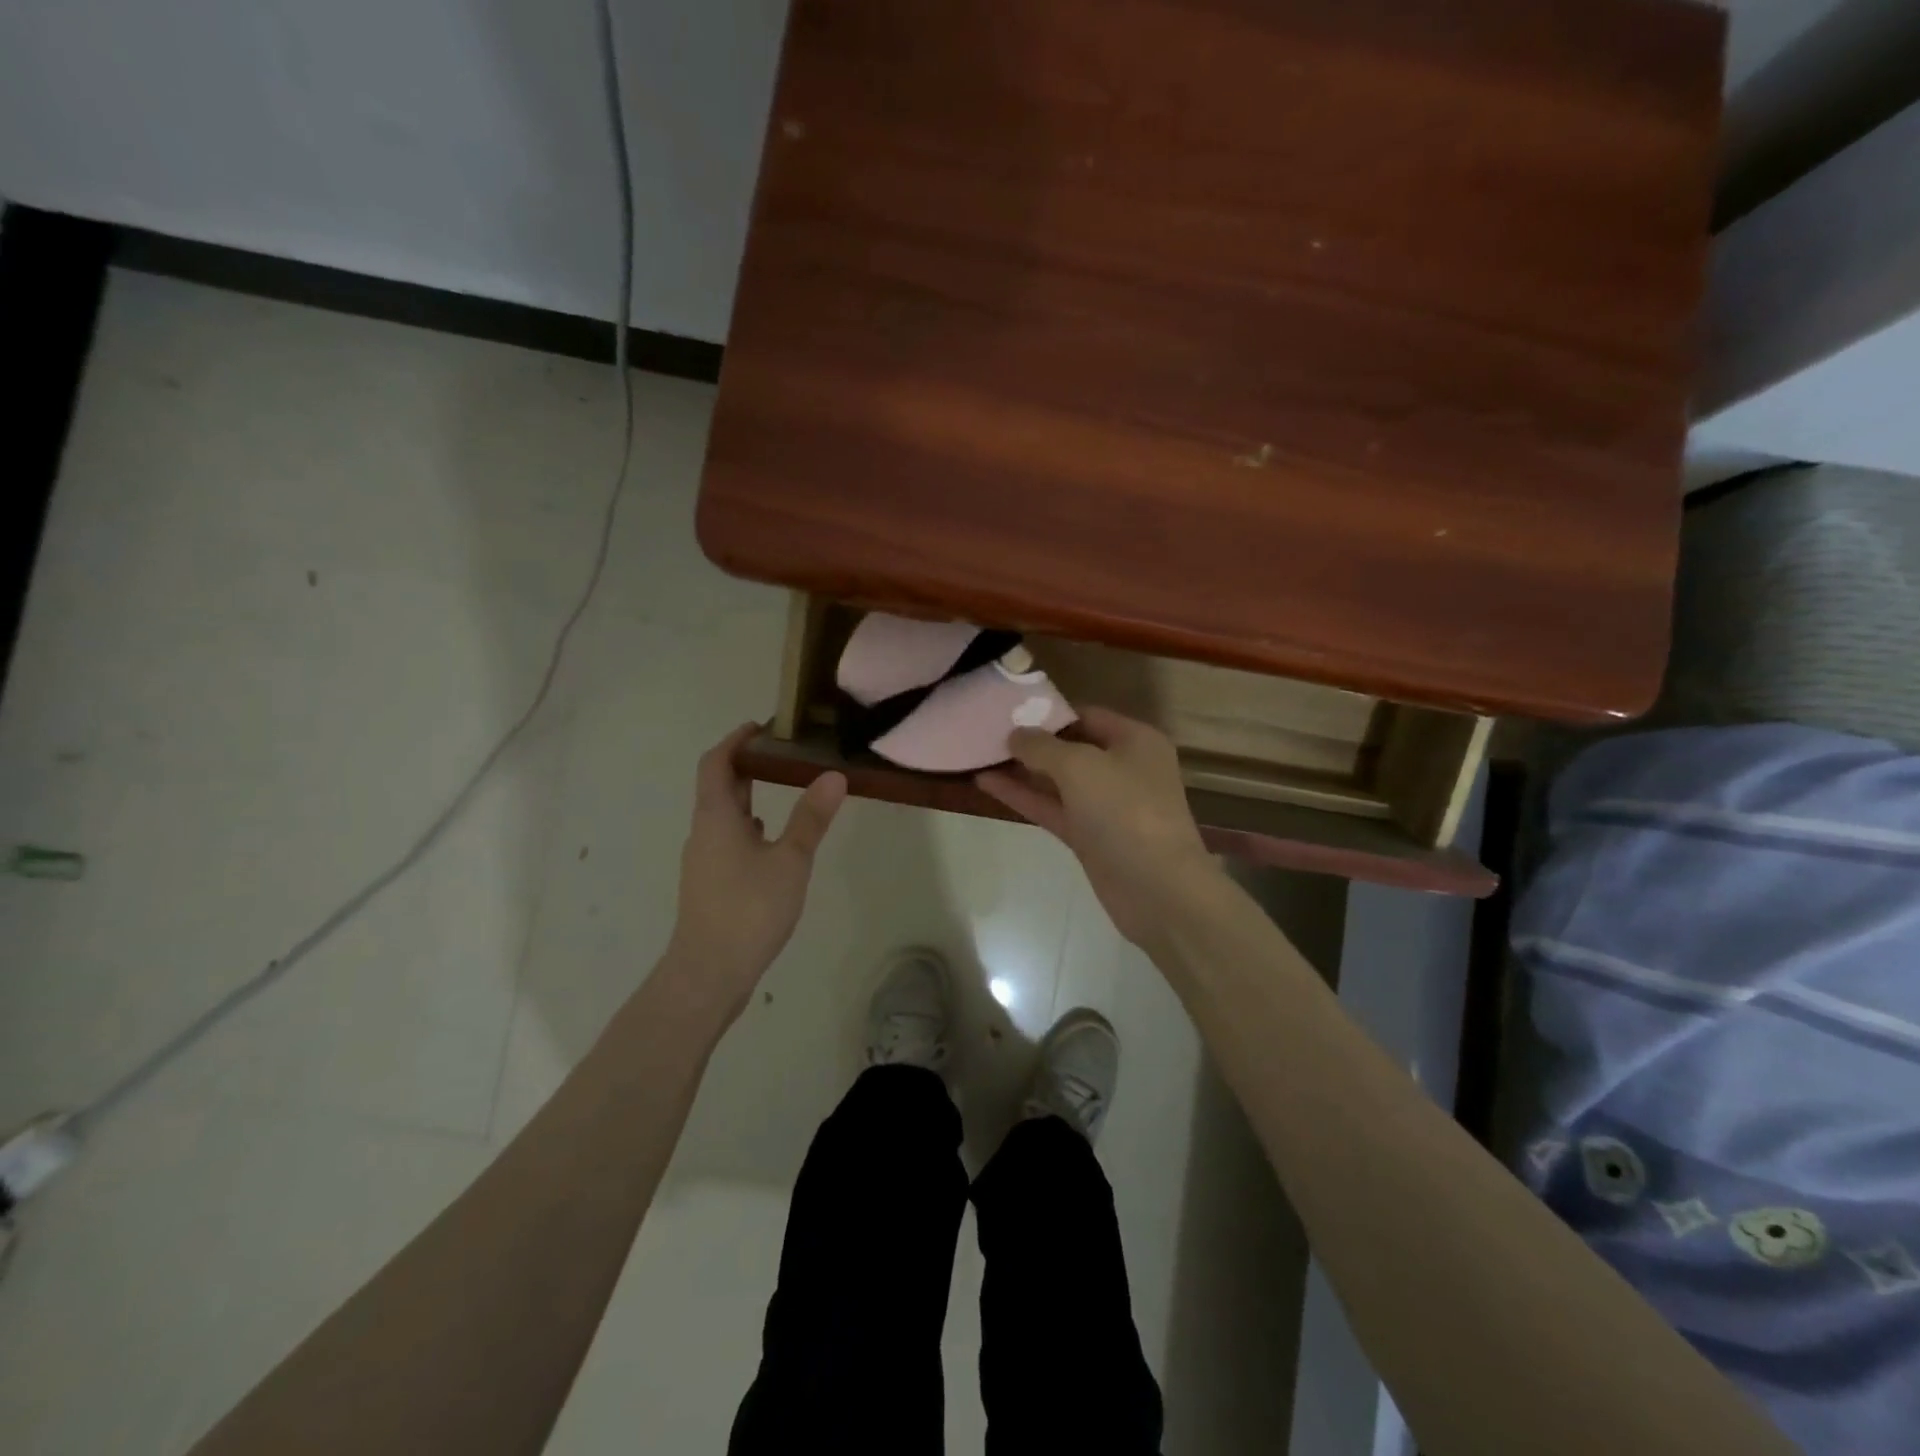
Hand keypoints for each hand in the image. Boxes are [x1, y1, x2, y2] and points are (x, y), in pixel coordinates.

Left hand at [665, 723, 846, 1017]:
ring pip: (725, 816)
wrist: (708, 974)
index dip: (736, 740)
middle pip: (719, 787)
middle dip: (748, 766)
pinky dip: (749, 828)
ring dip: (749, 796)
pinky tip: (772, 842)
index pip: (717, 763)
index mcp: (716, 817)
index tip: (763, 727)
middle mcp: (704, 832)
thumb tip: (834, 775)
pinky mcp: (711, 885)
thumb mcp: (790, 860)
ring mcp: (704, 861)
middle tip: (784, 753)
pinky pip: (729, 841)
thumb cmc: (748, 909)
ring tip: (785, 789)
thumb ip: (811, 818)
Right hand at [977, 707, 1219, 948]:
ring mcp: (1106, 805)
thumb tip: (1015, 734)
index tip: (1008, 710)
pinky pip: (1053, 808)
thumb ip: (1042, 747)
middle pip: (1071, 747)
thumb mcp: (1080, 766)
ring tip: (979, 755)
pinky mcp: (1090, 836)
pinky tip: (987, 784)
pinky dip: (1024, 797)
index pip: (1086, 715)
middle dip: (1031, 742)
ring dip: (1022, 770)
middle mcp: (1123, 768)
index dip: (1048, 712)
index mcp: (1135, 740)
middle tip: (985, 732)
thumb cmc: (1125, 812)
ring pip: (1058, 780)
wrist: (1158, 890)